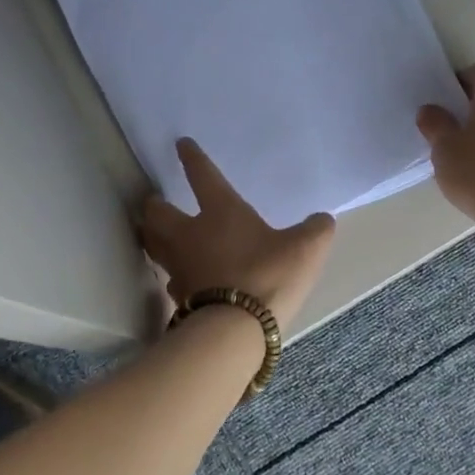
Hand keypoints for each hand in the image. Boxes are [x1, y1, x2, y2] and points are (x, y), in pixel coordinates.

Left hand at [140, 139, 336, 331]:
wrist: (237, 330)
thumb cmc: (269, 275)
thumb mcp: (305, 248)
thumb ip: (315, 230)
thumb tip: (321, 220)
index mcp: (220, 211)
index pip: (202, 176)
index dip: (192, 158)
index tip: (181, 145)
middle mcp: (190, 234)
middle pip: (158, 213)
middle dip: (154, 205)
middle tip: (155, 202)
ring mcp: (180, 267)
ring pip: (154, 244)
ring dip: (152, 236)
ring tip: (155, 234)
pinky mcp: (179, 297)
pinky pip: (170, 279)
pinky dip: (172, 274)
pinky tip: (180, 278)